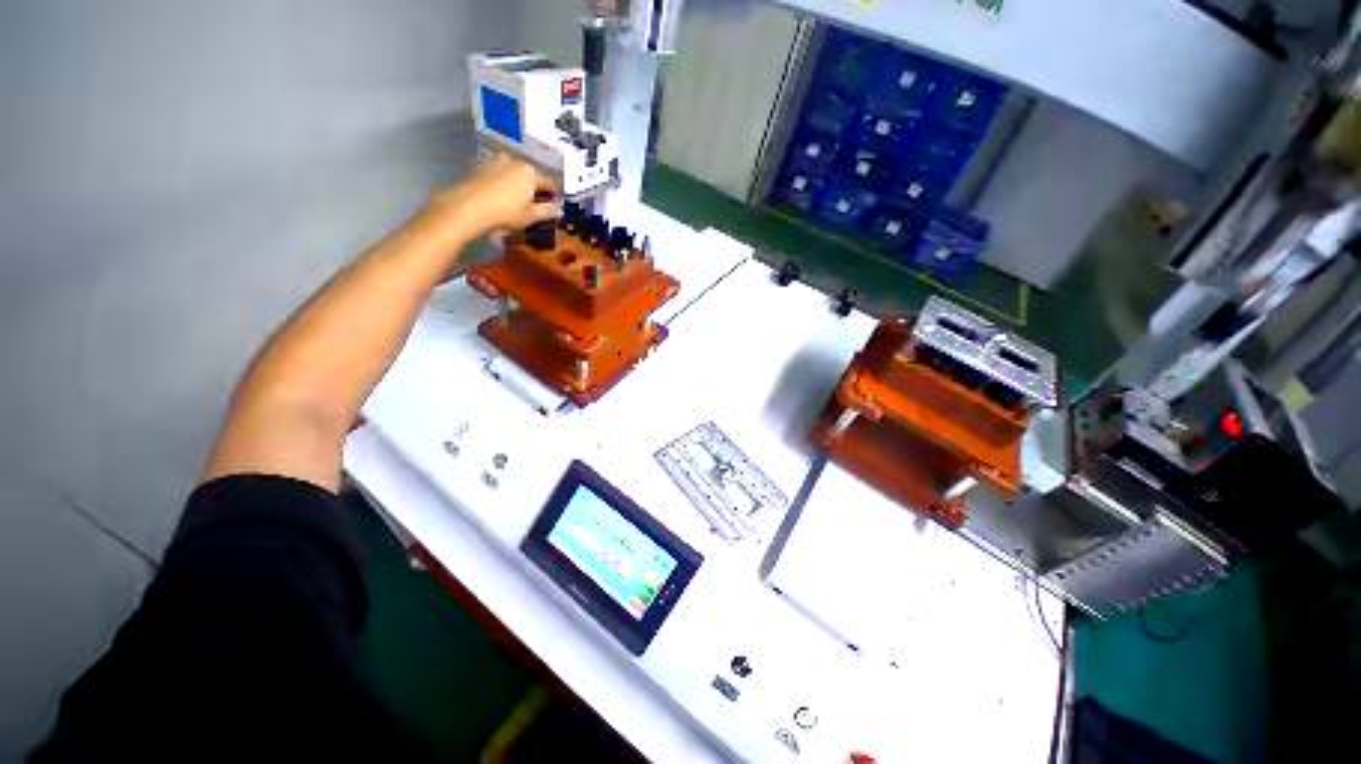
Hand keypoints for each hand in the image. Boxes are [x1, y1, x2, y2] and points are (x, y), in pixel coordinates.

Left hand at [425, 154, 558, 239]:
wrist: (469, 206)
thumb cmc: (505, 212)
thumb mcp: (530, 216)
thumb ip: (547, 211)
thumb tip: (560, 209)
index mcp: (531, 173)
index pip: (549, 182)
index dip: (553, 193)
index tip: (554, 202)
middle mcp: (515, 161)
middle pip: (530, 174)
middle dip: (533, 186)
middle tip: (533, 202)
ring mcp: (496, 160)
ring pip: (513, 172)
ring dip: (516, 182)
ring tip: (514, 198)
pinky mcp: (481, 164)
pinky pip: (498, 172)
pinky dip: (502, 181)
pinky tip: (499, 194)